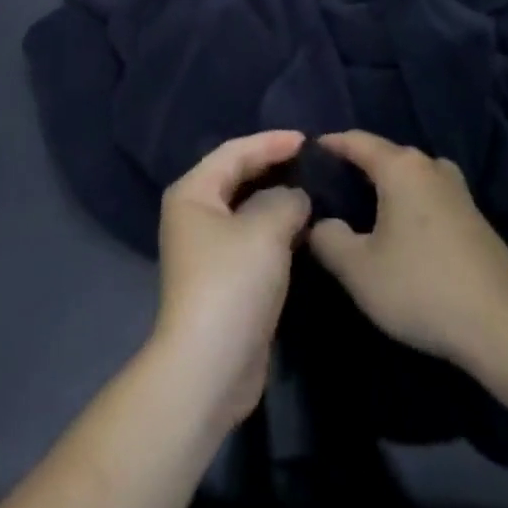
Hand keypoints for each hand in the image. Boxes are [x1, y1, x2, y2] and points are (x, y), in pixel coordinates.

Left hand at [151, 131, 310, 429]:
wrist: (209, 368)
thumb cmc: (231, 284)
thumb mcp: (264, 230)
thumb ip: (285, 200)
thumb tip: (295, 196)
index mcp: (193, 192)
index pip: (234, 152)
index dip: (270, 142)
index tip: (307, 139)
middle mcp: (195, 214)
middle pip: (237, 177)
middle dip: (273, 166)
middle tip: (312, 161)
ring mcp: (208, 249)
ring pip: (247, 209)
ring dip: (277, 199)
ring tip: (314, 190)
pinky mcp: (224, 279)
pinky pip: (253, 238)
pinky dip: (276, 229)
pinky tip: (303, 229)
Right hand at [308, 130, 507, 369]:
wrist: (502, 329)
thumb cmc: (422, 288)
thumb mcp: (358, 270)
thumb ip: (328, 239)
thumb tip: (320, 222)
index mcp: (401, 167)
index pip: (357, 141)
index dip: (330, 144)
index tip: (308, 153)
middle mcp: (430, 167)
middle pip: (386, 155)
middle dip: (358, 165)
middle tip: (331, 186)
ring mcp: (458, 191)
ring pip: (412, 175)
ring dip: (388, 184)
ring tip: (366, 206)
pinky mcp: (475, 218)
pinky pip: (431, 195)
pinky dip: (411, 202)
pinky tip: (403, 231)